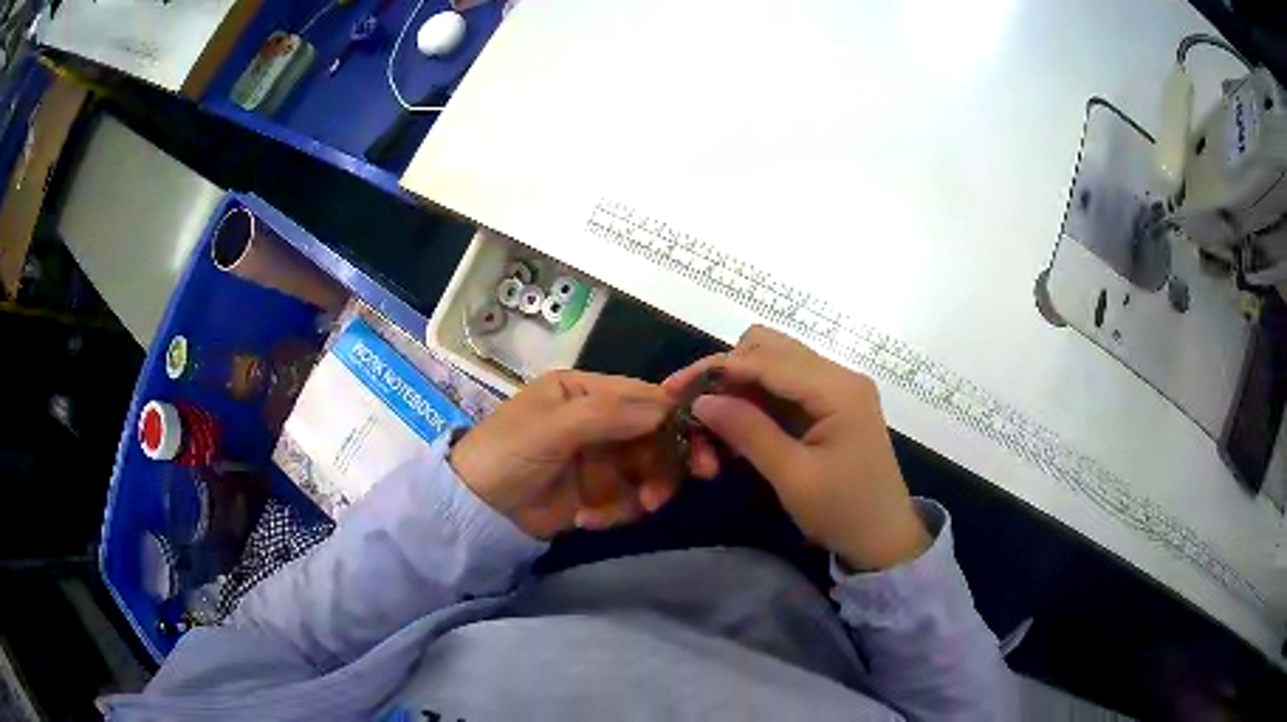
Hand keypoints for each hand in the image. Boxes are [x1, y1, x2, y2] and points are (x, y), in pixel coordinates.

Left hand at [450, 371, 683, 538]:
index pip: (644, 396)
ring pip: (648, 470)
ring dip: (647, 490)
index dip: (677, 415)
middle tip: (690, 480)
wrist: (473, 510)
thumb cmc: (505, 455)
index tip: (706, 440)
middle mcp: (597, 420)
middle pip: (654, 435)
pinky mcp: (596, 493)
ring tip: (638, 508)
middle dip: (669, 460)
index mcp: (584, 391)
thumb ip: (607, 415)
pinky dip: (617, 512)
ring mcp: (598, 459)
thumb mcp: (551, 429)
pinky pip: (628, 500)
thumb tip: (669, 406)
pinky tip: (587, 519)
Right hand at [665, 326, 929, 569]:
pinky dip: (754, 401)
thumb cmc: (844, 512)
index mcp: (838, 389)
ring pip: (773, 364)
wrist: (884, 539)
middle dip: (726, 372)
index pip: (767, 360)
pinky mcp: (830, 404)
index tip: (673, 388)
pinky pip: (783, 388)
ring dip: (738, 386)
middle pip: (769, 348)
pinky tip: (735, 429)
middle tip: (691, 406)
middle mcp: (838, 375)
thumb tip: (701, 401)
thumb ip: (749, 432)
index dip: (717, 369)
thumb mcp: (793, 477)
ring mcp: (836, 388)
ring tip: (709, 422)